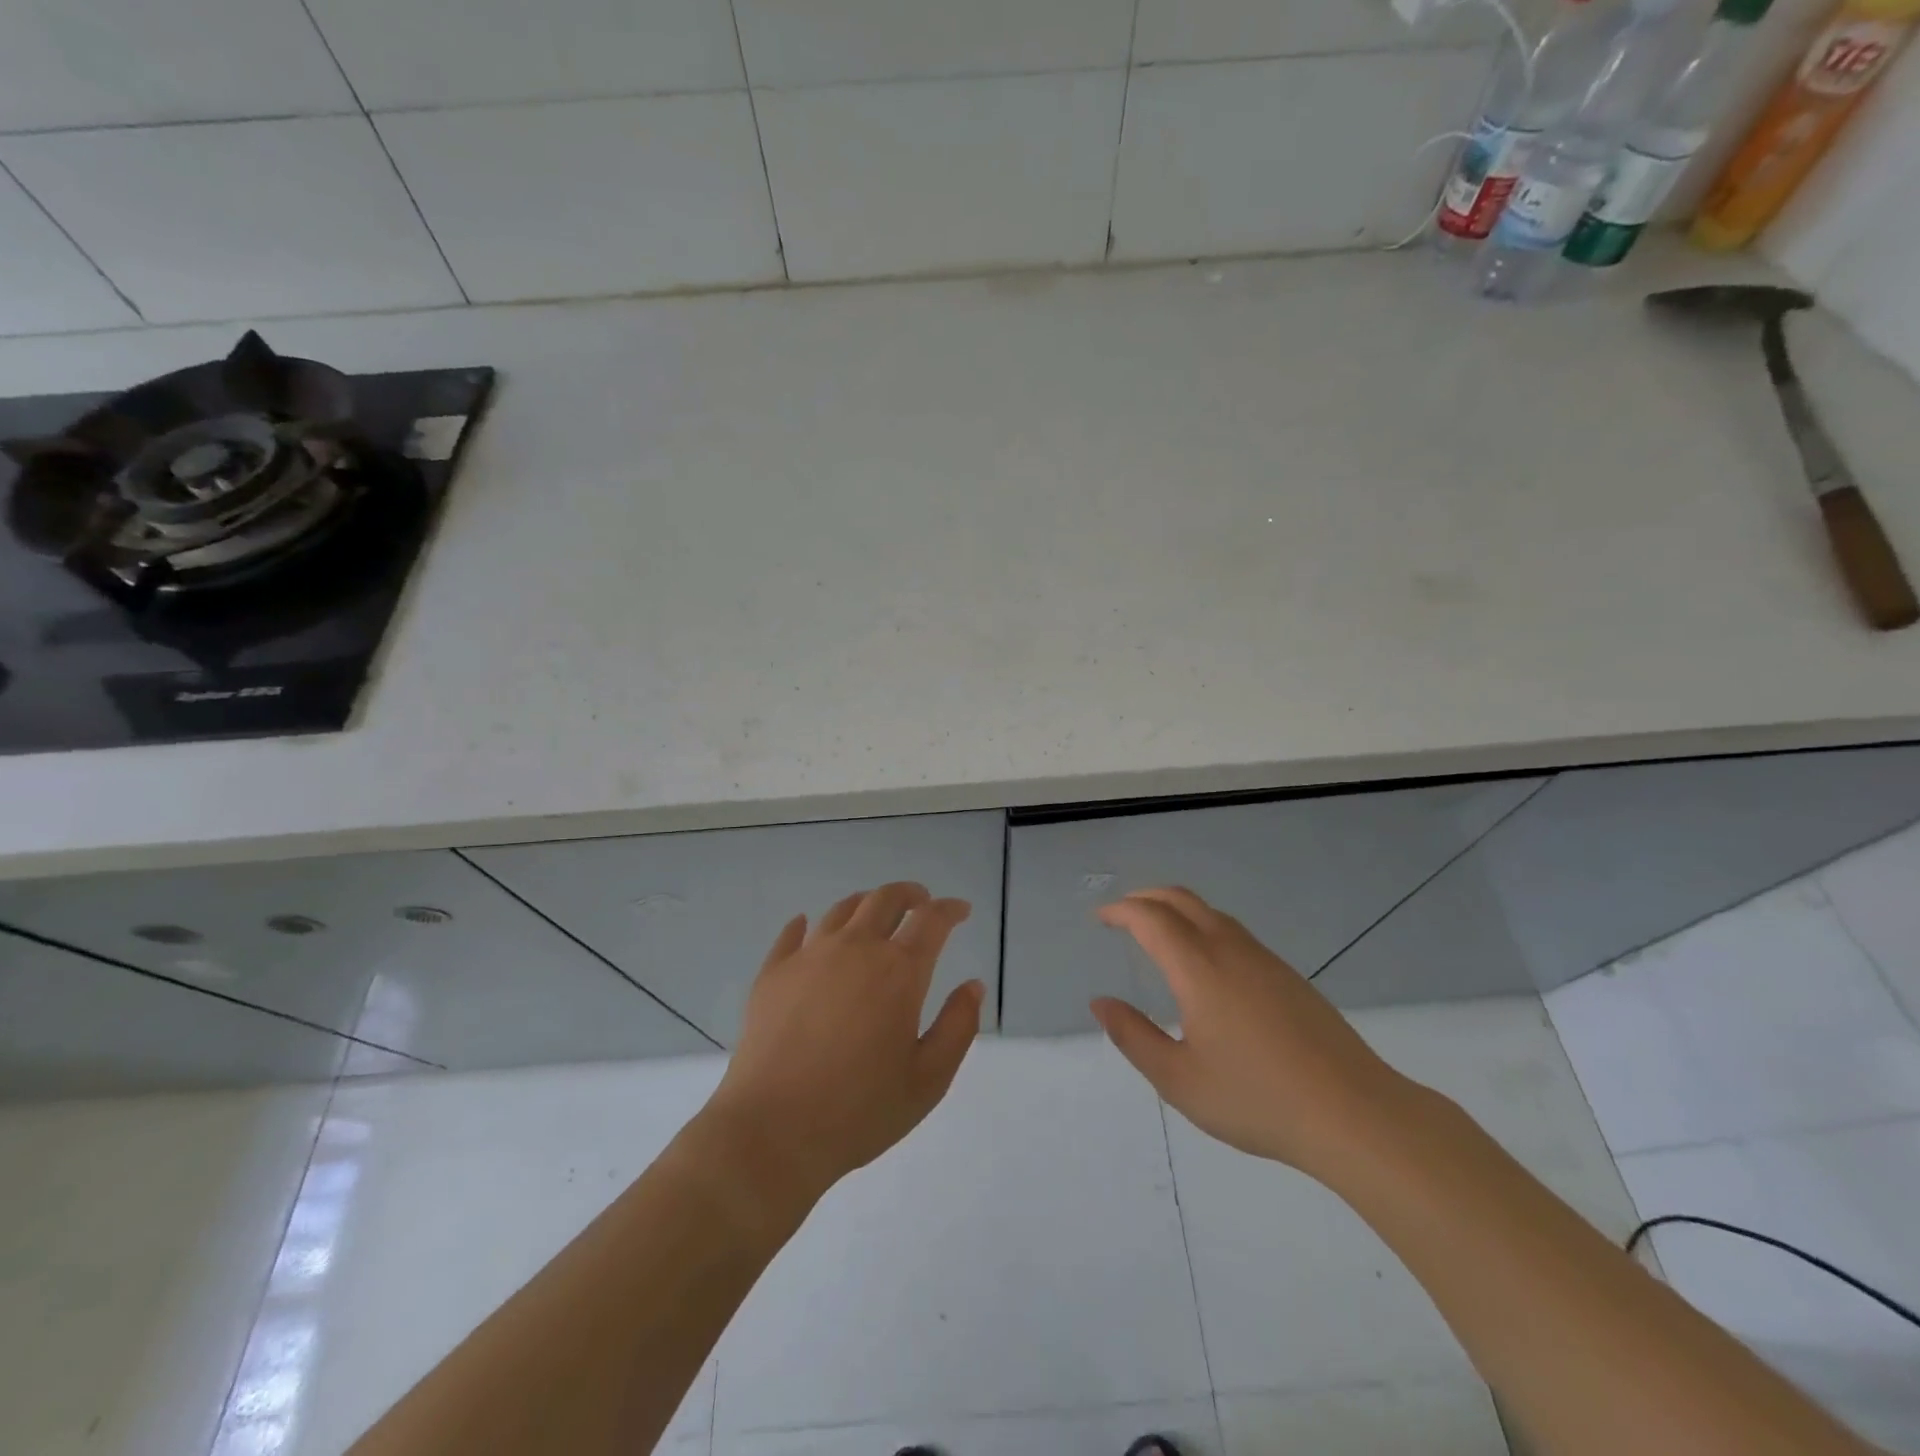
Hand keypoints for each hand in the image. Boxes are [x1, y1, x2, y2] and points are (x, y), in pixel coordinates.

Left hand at [704, 883, 984, 1204]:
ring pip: (842, 910)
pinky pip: (792, 934)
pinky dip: (806, 925)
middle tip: (921, 902)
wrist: (772, 1132)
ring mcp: (809, 956)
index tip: (961, 910)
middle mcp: (855, 948)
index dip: (950, 909)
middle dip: (909, 895)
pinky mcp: (773, 973)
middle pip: (885, 899)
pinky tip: (806, 926)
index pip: (931, 920)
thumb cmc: (859, 1111)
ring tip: (874, 913)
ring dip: (866, 904)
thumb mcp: (929, 1079)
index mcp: (898, 971)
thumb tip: (973, 986)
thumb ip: (958, 1027)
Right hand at [1093, 887, 1417, 1175]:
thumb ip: (1134, 1037)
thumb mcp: (1179, 1080)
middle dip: (1146, 898)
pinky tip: (1205, 963)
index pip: (1150, 919)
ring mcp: (1265, 961)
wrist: (1354, 1114)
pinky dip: (1204, 927)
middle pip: (1182, 900)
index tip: (1100, 917)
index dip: (1120, 911)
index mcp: (1199, 968)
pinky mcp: (1289, 977)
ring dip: (1177, 910)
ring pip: (1212, 913)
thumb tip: (1102, 1003)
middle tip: (1122, 914)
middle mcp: (1230, 950)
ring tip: (1158, 932)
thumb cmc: (1257, 1099)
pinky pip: (1235, 933)